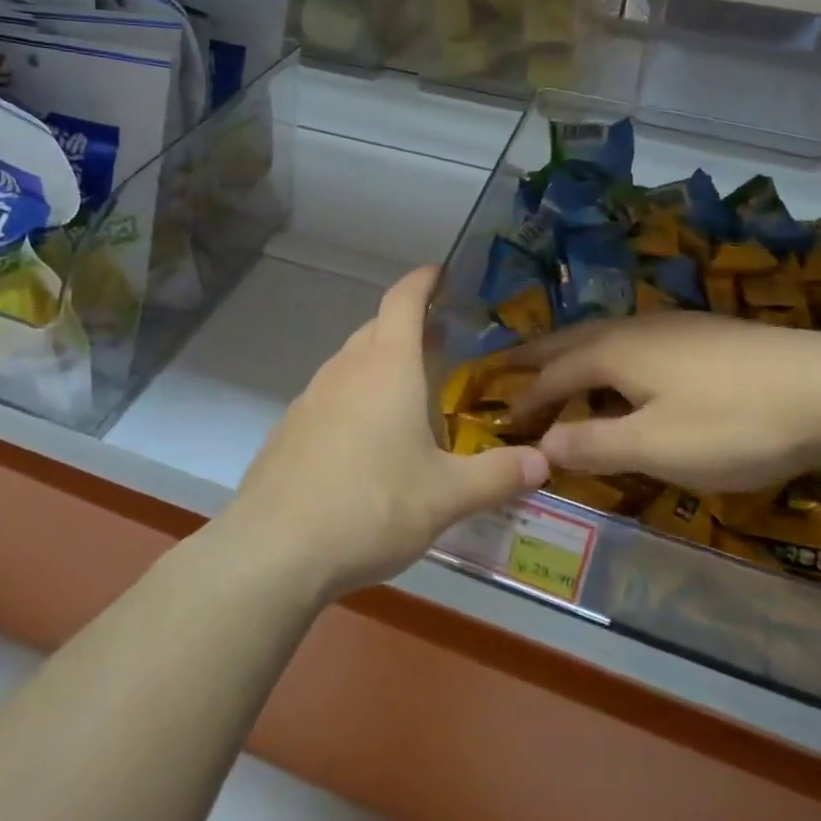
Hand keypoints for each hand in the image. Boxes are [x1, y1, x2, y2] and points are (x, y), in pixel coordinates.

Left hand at [227, 266, 549, 601]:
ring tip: (409, 396)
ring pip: (351, 362)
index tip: (442, 273)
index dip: (423, 279)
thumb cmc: (371, 506)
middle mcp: (346, 368)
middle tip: (442, 346)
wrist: (275, 548)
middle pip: (377, 327)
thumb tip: (544, 462)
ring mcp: (311, 396)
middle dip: (408, 327)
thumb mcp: (446, 496)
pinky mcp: (290, 427)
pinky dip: (354, 398)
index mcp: (387, 366)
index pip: (403, 299)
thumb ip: (498, 475)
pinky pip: (330, 395)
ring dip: (380, 365)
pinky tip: (366, 443)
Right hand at [507, 311, 820, 492]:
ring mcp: (672, 326)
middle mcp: (633, 329)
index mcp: (613, 353)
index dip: (524, 399)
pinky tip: (629, 375)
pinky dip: (608, 358)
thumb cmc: (734, 422)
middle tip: (506, 368)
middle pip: (570, 341)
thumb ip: (593, 444)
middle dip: (536, 358)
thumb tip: (541, 444)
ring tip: (559, 372)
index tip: (501, 420)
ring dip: (572, 356)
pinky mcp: (704, 334)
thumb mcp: (656, 447)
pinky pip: (634, 342)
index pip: (552, 375)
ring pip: (604, 337)